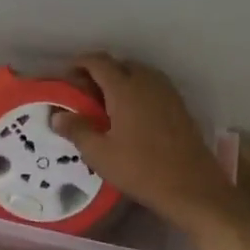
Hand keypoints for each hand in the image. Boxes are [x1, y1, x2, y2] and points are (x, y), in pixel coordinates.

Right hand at [51, 53, 245, 234]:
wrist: (192, 187)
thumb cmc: (141, 169)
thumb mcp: (100, 154)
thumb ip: (77, 130)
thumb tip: (57, 116)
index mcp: (125, 88)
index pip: (99, 62)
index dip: (80, 63)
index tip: (67, 76)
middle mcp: (147, 82)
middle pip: (120, 64)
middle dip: (100, 72)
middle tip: (85, 93)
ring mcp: (167, 92)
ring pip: (138, 74)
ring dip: (120, 80)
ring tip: (106, 104)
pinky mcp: (179, 106)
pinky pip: (153, 86)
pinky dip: (137, 90)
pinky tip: (131, 114)